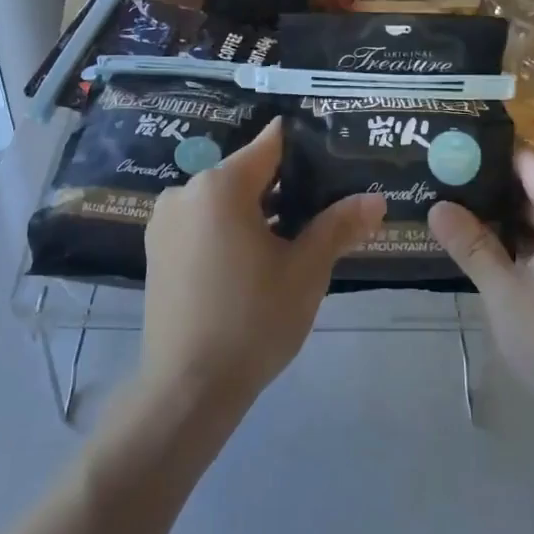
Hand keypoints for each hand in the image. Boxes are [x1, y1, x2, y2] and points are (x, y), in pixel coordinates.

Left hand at [142, 118, 384, 410]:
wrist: (188, 388)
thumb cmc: (253, 320)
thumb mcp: (305, 271)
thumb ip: (339, 226)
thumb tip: (377, 199)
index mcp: (220, 186)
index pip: (270, 145)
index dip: (304, 147)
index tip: (333, 155)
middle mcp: (185, 192)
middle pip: (246, 174)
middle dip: (286, 187)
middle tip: (325, 208)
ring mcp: (165, 222)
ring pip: (224, 201)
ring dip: (258, 212)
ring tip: (297, 238)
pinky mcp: (157, 250)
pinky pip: (203, 223)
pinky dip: (230, 230)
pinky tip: (255, 261)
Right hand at [428, 149, 533, 434]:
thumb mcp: (504, 291)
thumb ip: (471, 244)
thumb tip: (437, 205)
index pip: (530, 162)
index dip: (490, 151)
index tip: (449, 147)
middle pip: (533, 185)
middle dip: (487, 181)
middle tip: (438, 175)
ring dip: (498, 211)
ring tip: (448, 203)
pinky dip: (513, 237)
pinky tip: (477, 243)